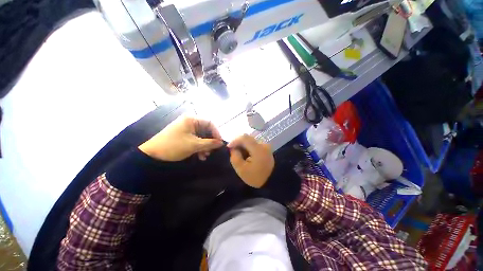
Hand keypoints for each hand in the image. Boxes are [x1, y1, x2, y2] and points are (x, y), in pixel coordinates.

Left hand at [139, 116, 223, 161]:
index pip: (210, 123)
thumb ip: (209, 143)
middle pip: (206, 130)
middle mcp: (189, 122)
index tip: (219, 143)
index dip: (216, 133)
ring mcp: (186, 129)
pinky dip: (199, 147)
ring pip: (201, 136)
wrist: (152, 154)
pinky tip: (200, 156)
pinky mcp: (183, 136)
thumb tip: (221, 143)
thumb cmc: (174, 146)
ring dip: (204, 146)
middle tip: (212, 151)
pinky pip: (195, 140)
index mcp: (191, 119)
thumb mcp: (194, 145)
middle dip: (210, 142)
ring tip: (205, 156)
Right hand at [228, 135, 274, 187]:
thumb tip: (233, 148)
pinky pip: (254, 144)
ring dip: (243, 146)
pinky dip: (248, 147)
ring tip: (240, 154)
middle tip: (233, 151)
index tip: (228, 147)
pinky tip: (246, 155)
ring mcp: (266, 146)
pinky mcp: (266, 148)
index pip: (244, 138)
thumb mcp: (241, 170)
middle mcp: (263, 144)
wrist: (272, 181)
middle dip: (239, 143)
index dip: (235, 141)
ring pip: (251, 141)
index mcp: (258, 149)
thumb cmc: (256, 177)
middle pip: (248, 138)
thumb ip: (235, 157)